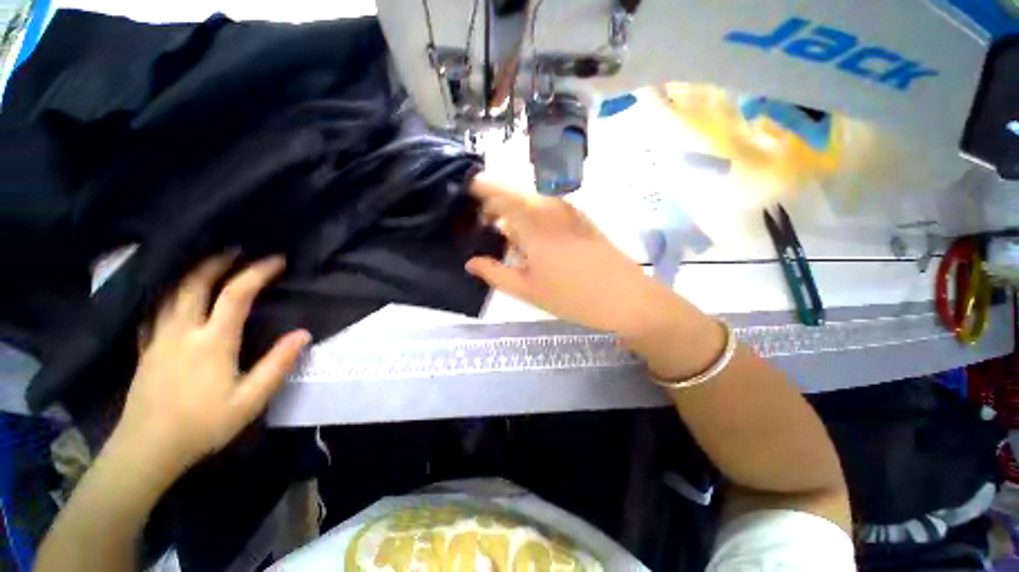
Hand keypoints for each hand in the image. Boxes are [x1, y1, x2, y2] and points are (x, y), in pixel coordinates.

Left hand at [112, 254, 310, 477]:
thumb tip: (303, 333)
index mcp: (212, 341)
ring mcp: (159, 337)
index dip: (257, 272)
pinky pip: (155, 309)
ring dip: (192, 271)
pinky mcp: (146, 347)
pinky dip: (167, 292)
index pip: (236, 294)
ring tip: (208, 262)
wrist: (147, 449)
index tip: (277, 260)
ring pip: (172, 291)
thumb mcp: (251, 400)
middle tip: (238, 249)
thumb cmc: (203, 425)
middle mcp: (182, 330)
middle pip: (195, 282)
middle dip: (218, 260)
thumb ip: (278, 364)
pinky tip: (173, 294)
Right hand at [466, 173, 674, 336]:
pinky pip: (550, 208)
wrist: (627, 298)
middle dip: (498, 202)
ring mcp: (571, 213)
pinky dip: (534, 214)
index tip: (470, 189)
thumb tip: (470, 263)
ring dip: (516, 209)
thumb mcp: (528, 290)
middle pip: (518, 194)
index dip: (485, 187)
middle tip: (484, 220)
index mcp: (535, 225)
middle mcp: (552, 210)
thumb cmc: (573, 297)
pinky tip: (532, 235)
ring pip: (534, 201)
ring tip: (505, 229)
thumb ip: (496, 273)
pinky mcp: (583, 220)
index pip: (503, 194)